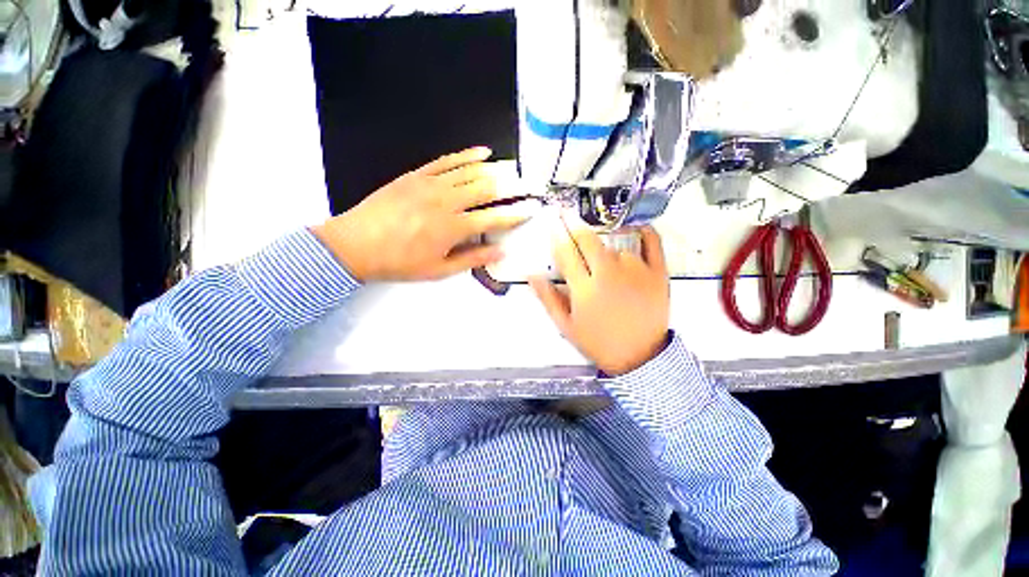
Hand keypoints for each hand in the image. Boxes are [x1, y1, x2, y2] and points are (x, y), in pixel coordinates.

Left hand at [312, 147, 526, 281]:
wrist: (355, 245)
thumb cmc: (399, 262)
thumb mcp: (439, 270)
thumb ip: (473, 259)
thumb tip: (500, 252)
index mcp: (453, 228)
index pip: (494, 218)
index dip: (515, 215)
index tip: (530, 210)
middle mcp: (446, 201)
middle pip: (486, 189)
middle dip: (510, 187)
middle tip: (525, 185)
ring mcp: (431, 184)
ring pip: (470, 171)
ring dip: (494, 169)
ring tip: (511, 169)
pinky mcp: (417, 175)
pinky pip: (447, 161)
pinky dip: (467, 155)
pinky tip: (482, 152)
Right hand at [530, 224, 669, 375]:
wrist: (639, 357)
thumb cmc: (598, 342)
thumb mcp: (566, 325)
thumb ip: (548, 298)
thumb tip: (531, 275)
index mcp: (585, 289)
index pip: (565, 253)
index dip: (556, 235)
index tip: (551, 222)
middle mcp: (609, 274)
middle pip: (589, 240)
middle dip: (575, 225)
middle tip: (567, 215)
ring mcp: (636, 271)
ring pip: (616, 245)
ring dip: (604, 246)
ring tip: (602, 257)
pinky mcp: (658, 273)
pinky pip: (652, 242)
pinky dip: (644, 231)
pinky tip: (636, 227)